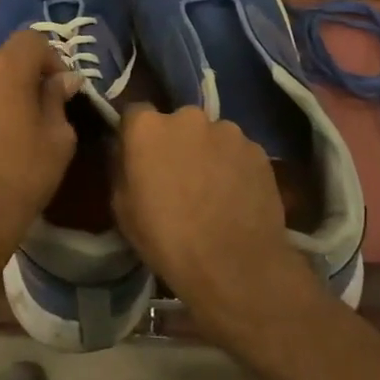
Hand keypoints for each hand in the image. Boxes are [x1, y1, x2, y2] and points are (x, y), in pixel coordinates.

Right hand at [113, 106, 315, 340]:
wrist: (233, 266)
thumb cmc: (167, 240)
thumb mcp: (122, 209)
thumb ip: (122, 168)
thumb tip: (126, 152)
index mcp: (148, 128)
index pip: (136, 113)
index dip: (137, 136)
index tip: (140, 158)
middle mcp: (188, 117)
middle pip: (177, 123)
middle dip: (176, 143)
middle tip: (180, 177)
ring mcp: (228, 131)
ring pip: (211, 137)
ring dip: (208, 154)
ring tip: (213, 190)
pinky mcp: (257, 150)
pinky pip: (238, 152)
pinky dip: (234, 167)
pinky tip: (236, 197)